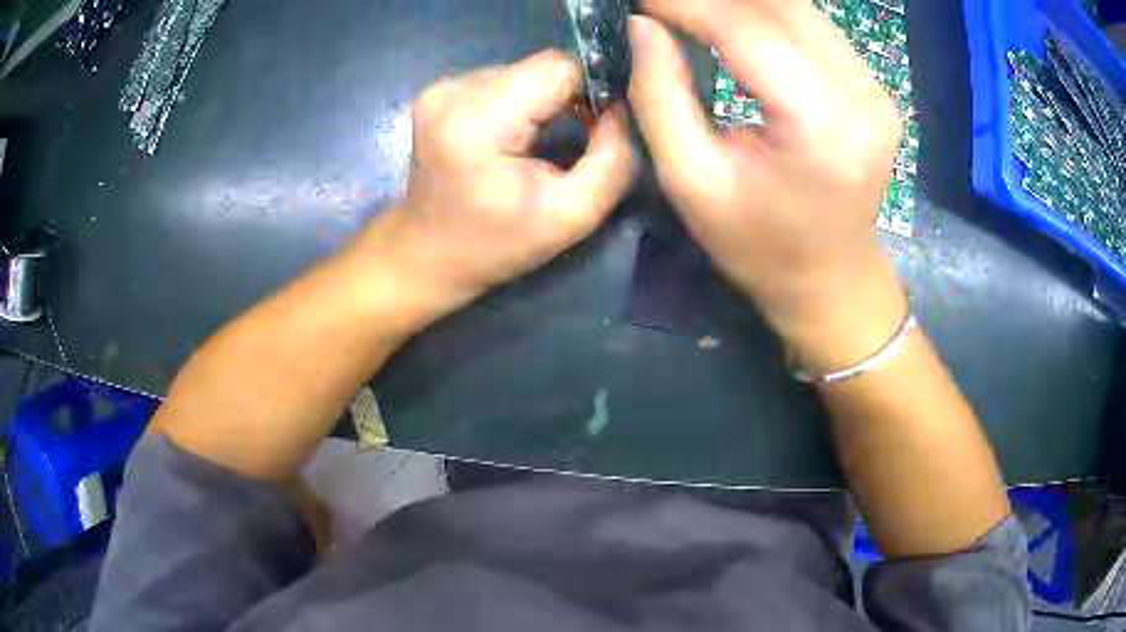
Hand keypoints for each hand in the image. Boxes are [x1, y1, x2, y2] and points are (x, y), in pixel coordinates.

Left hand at [385, 50, 633, 307]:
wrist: (427, 255)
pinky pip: (502, 81)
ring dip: (544, 101)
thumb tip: (623, 111)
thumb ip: (612, 159)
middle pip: (541, 67)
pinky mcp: (439, 93)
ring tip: (541, 144)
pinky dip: (520, 103)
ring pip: (523, 72)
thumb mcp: (570, 216)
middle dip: (569, 98)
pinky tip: (516, 136)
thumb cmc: (495, 245)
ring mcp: (441, 88)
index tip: (601, 127)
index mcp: (478, 119)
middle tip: (577, 140)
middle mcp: (454, 91)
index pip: (558, 68)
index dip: (591, 91)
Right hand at [629, 0, 907, 371]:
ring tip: (692, 10)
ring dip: (741, 1)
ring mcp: (875, 88)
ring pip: (799, 8)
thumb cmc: (759, 246)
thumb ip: (661, 95)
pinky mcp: (873, 87)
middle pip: (781, 6)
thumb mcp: (692, 182)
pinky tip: (731, 19)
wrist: (831, 278)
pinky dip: (767, 13)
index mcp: (821, 125)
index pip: (747, 30)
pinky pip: (813, 27)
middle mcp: (861, 94)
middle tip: (663, 4)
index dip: (686, 4)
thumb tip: (643, 25)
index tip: (640, 1)